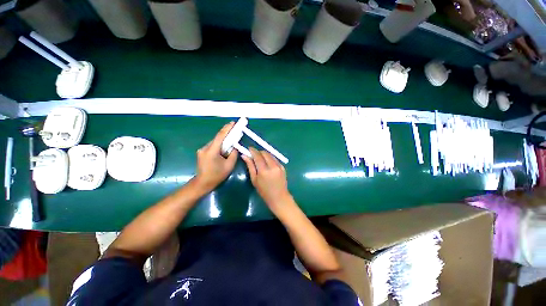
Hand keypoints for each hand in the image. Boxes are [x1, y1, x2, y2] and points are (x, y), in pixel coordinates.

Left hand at [195, 122, 237, 191]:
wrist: (203, 183)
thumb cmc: (217, 175)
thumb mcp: (229, 165)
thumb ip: (233, 154)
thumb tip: (234, 146)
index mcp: (211, 151)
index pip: (220, 136)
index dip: (227, 128)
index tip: (233, 123)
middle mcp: (205, 148)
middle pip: (218, 138)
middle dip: (227, 134)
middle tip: (235, 131)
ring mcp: (202, 150)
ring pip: (215, 142)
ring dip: (223, 141)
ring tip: (231, 141)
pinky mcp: (202, 152)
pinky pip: (213, 146)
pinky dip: (219, 145)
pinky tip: (224, 148)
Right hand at [242, 147, 292, 212]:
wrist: (279, 197)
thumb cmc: (264, 191)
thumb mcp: (254, 180)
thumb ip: (250, 166)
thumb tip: (244, 156)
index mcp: (264, 170)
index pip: (258, 156)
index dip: (253, 151)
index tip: (248, 148)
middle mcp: (273, 166)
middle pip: (265, 153)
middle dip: (258, 152)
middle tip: (253, 155)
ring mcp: (279, 166)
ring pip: (270, 155)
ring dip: (264, 154)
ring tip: (260, 159)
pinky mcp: (283, 167)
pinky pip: (275, 159)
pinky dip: (270, 158)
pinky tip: (267, 163)